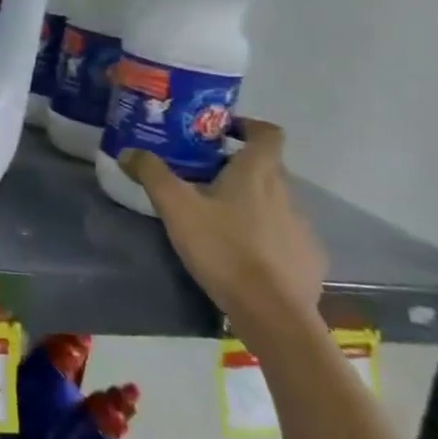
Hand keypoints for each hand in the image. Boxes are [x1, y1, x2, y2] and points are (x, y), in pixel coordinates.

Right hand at [120, 118, 326, 340]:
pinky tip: (245, 254)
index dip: (247, 126)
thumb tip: (129, 151)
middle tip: (203, 176)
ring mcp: (302, 227)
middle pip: (267, 167)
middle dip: (237, 166)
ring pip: (276, 201)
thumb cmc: (223, 249)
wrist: (272, 313)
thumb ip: (152, 174)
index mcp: (257, 173)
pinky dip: (266, 235)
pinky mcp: (309, 258)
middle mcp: (287, 193)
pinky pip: (285, 235)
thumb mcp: (176, 208)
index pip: (267, 133)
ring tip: (219, 218)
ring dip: (251, 202)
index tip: (222, 132)